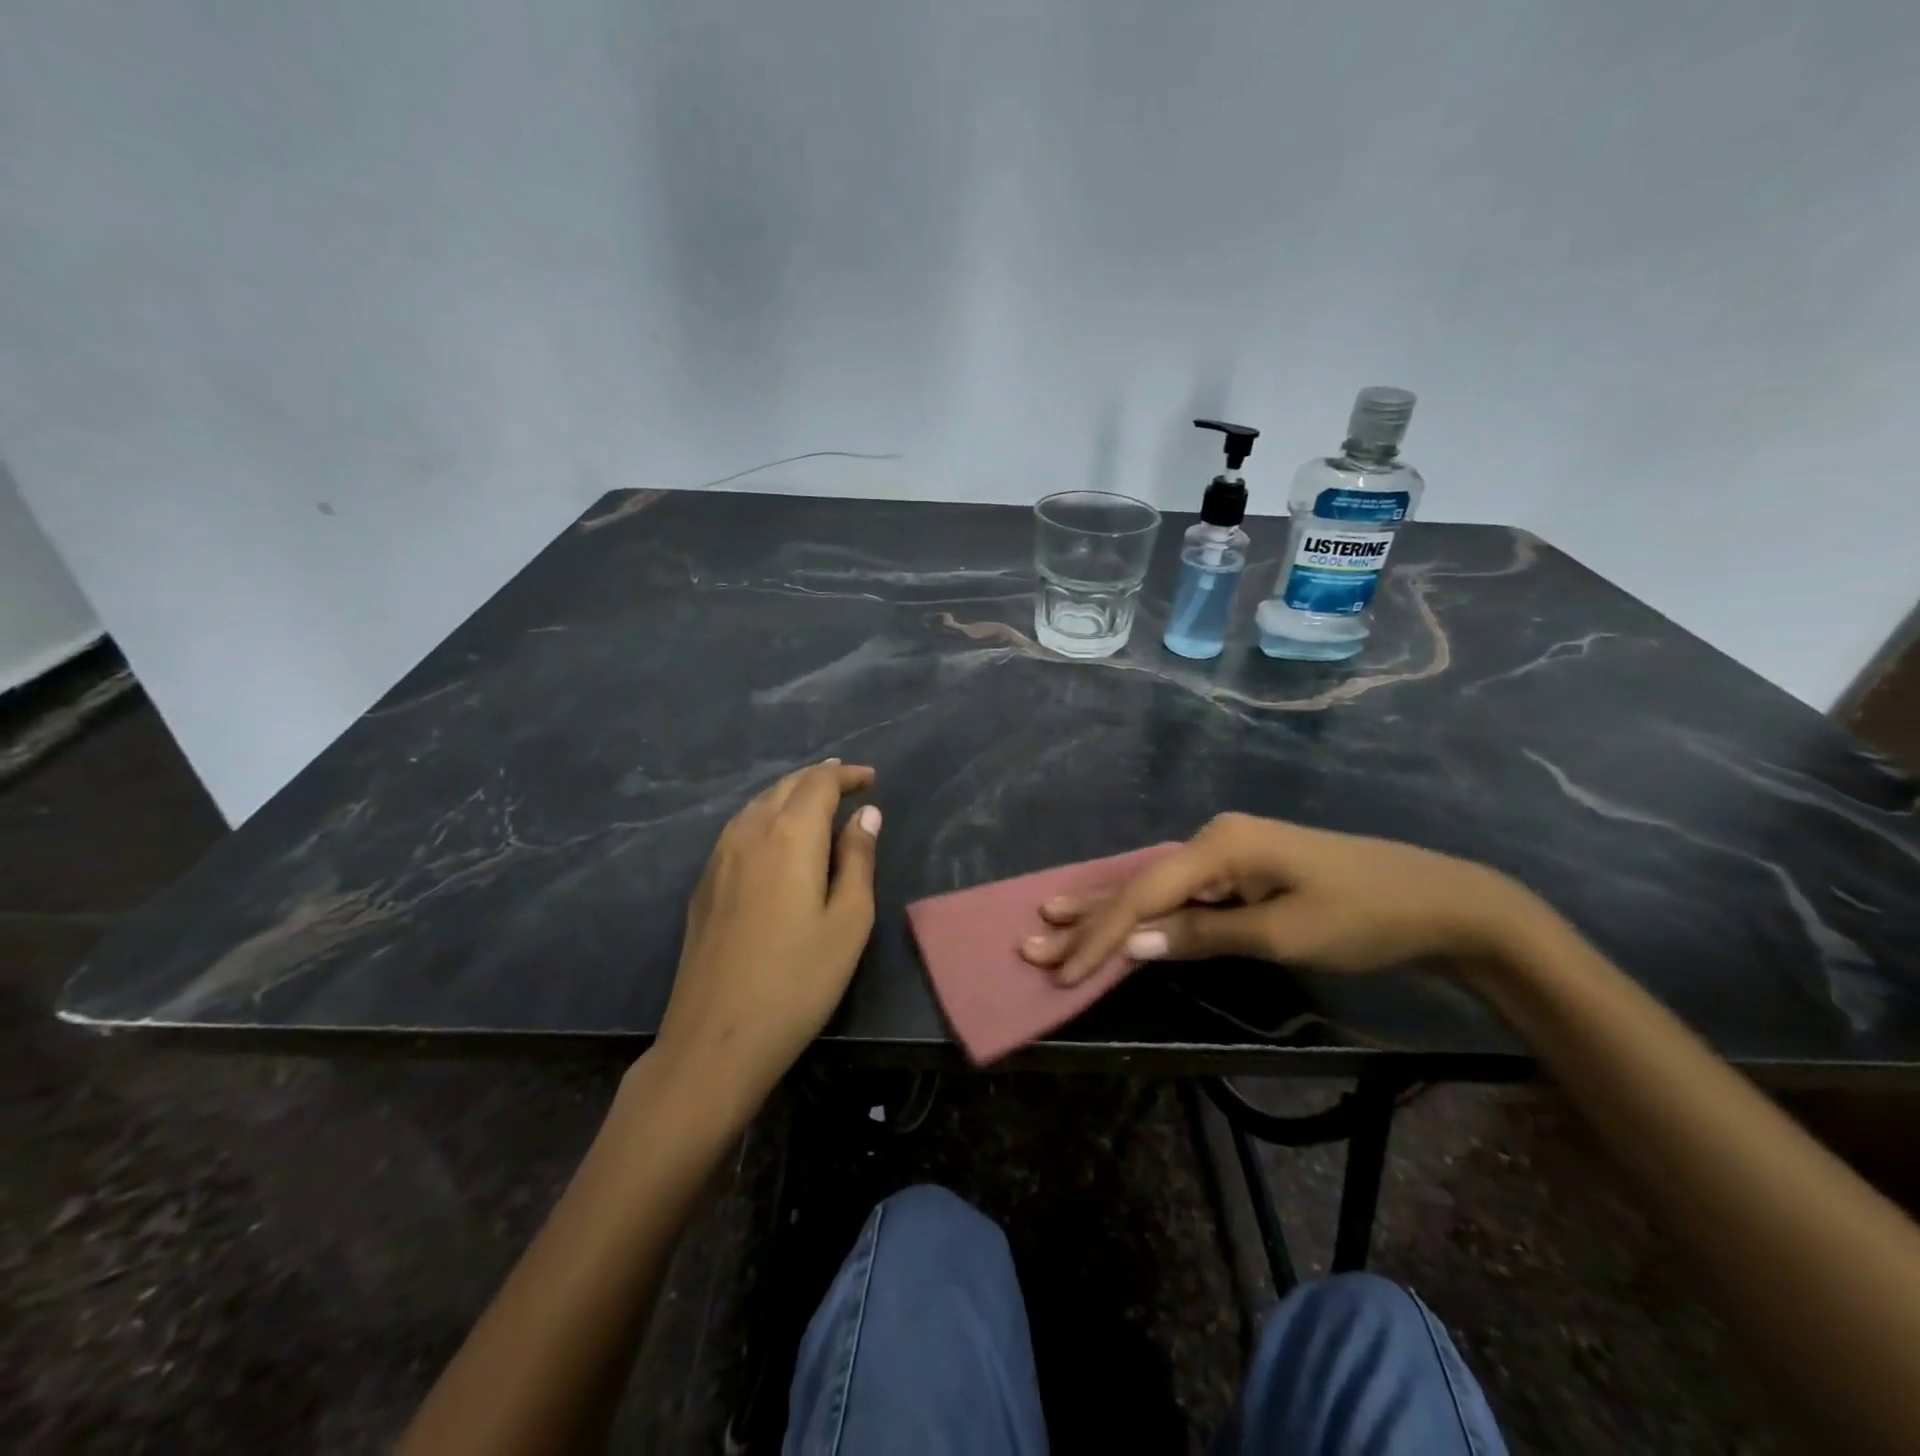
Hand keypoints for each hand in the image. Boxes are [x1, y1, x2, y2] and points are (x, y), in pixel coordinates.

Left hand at [652, 760, 880, 1112]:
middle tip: (848, 783)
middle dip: (818, 778)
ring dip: (790, 794)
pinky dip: (766, 816)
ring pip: (758, 804)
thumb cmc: (797, 981)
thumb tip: (866, 814)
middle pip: (785, 786)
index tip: (871, 779)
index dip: (846, 774)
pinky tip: (776, 836)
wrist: (716, 1039)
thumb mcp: (849, 922)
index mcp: (789, 836)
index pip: (818, 783)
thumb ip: (858, 859)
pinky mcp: (704, 883)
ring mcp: (718, 858)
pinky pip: (740, 828)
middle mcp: (748, 833)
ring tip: (816, 802)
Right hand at [1021, 812, 1535, 985]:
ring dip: (1108, 910)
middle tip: (1034, 938)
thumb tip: (1133, 943)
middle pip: (1140, 883)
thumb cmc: (1365, 917)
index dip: (1102, 934)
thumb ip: (1203, 934)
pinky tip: (1113, 912)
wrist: (1442, 900)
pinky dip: (1146, 910)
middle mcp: (1214, 838)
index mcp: (1222, 844)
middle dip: (1088, 916)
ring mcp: (1227, 851)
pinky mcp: (1240, 869)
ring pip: (1155, 885)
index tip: (1064, 970)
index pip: (1146, 894)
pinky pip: (1181, 891)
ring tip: (1054, 917)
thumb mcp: (1283, 934)